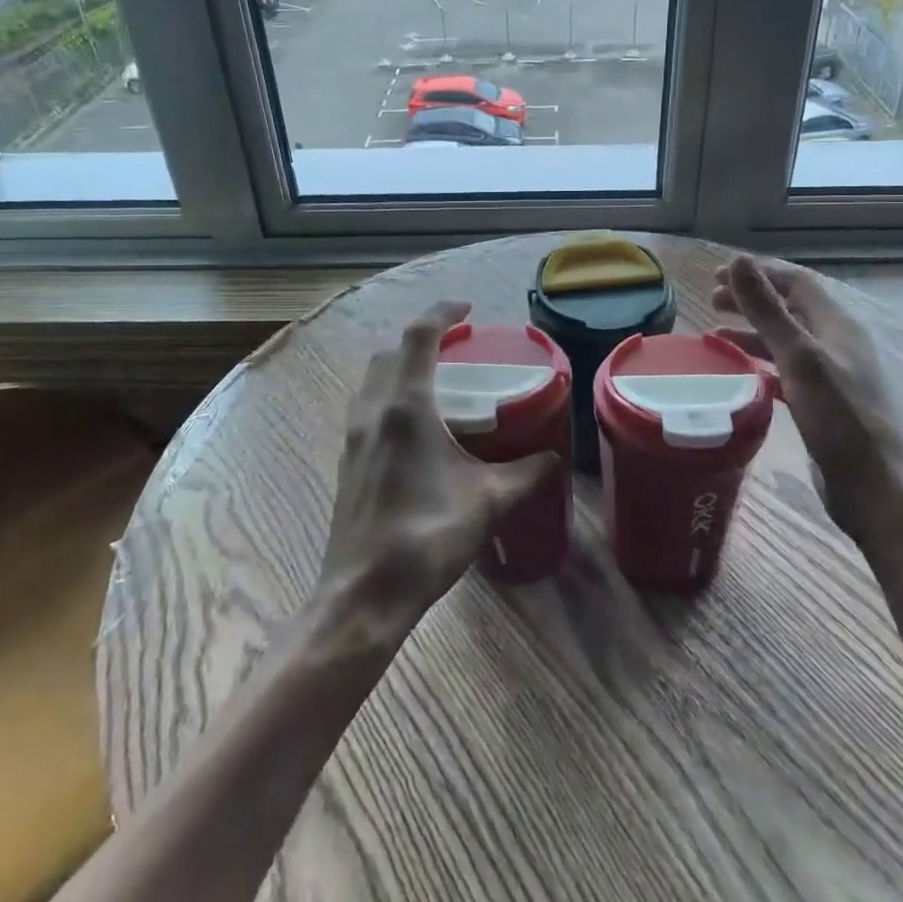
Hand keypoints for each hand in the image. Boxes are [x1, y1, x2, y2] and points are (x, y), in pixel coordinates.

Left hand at [319, 301, 562, 635]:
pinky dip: (391, 395)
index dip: (442, 313)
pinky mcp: (348, 460)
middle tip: (456, 347)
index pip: (419, 337)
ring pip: (374, 380)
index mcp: (406, 408)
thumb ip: (526, 474)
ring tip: (438, 381)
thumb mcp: (489, 502)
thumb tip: (554, 459)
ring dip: (402, 367)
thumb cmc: (427, 537)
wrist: (364, 593)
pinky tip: (416, 426)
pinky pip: (368, 407)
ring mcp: (354, 436)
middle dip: (421, 340)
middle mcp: (373, 411)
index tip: (466, 308)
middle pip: (392, 353)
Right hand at [713, 256, 902, 543]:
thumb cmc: (842, 422)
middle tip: (712, 302)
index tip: (717, 276)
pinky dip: (764, 365)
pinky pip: (790, 373)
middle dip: (752, 300)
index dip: (759, 274)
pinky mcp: (828, 406)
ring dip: (754, 333)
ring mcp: (836, 377)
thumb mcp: (800, 359)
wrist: (882, 493)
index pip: (797, 283)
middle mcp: (839, 345)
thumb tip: (739, 261)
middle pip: (792, 309)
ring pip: (788, 342)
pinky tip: (743, 376)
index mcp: (839, 326)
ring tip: (717, 336)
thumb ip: (768, 311)